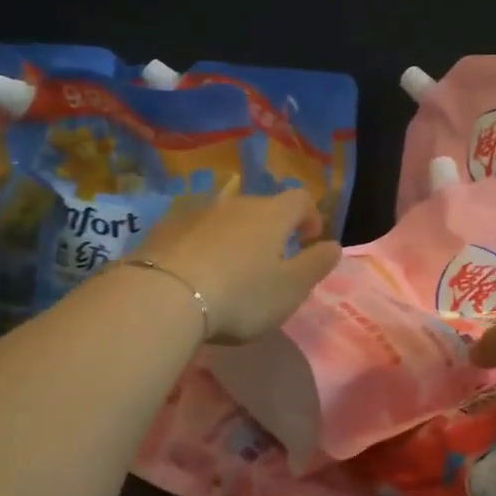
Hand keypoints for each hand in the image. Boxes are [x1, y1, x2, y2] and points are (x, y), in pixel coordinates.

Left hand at [134, 186, 340, 343]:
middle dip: (270, 229)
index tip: (309, 239)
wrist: (162, 297)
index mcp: (271, 214)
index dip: (310, 216)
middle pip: (260, 207)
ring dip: (233, 237)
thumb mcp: (291, 289)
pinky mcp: (163, 229)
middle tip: (270, 260)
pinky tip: (194, 273)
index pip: (300, 199)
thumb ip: (316, 265)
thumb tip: (333, 245)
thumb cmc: (240, 295)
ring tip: (230, 269)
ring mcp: (195, 212)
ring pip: (224, 218)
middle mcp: (235, 203)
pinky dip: (201, 246)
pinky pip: (192, 231)